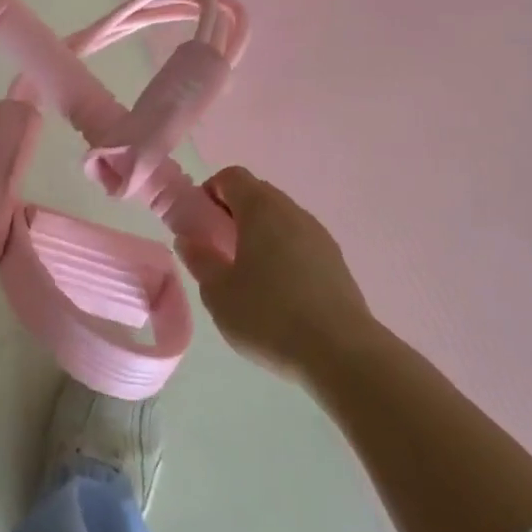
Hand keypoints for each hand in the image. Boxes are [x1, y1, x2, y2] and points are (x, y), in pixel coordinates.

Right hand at [175, 166, 381, 380]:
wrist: (342, 354)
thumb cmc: (269, 315)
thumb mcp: (218, 293)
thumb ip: (200, 260)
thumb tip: (189, 240)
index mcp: (261, 208)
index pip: (231, 177)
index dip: (209, 192)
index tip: (199, 224)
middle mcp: (292, 211)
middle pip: (257, 194)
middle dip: (233, 213)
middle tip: (217, 248)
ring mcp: (319, 235)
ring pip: (280, 219)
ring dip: (259, 234)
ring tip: (247, 275)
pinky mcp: (336, 262)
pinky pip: (299, 242)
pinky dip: (282, 253)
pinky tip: (277, 292)